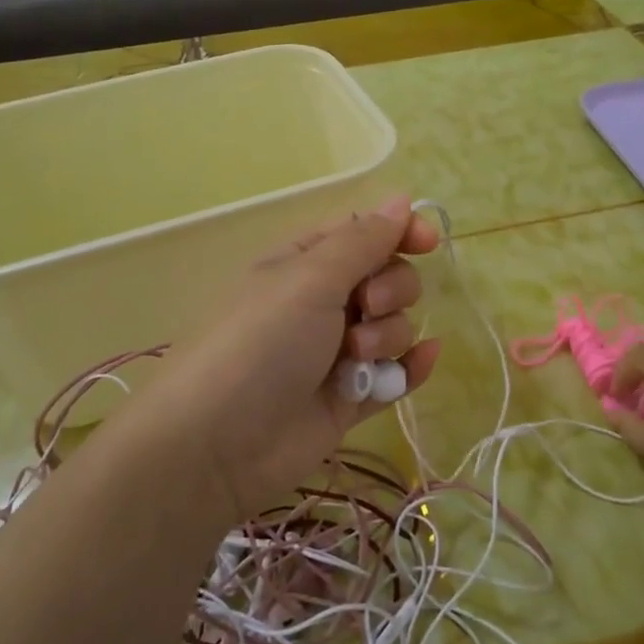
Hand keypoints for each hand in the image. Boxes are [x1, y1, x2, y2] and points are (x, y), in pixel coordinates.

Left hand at [120, 196, 441, 524]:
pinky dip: (409, 368)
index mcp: (304, 262)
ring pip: (393, 326)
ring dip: (386, 335)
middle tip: (365, 306)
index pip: (364, 233)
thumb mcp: (309, 278)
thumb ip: (362, 241)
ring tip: (355, 356)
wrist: (216, 444)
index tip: (427, 242)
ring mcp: (336, 352)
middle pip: (387, 277)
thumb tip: (400, 199)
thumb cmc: (260, 342)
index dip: (399, 231)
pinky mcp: (348, 397)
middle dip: (390, 288)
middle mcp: (322, 301)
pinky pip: (394, 374)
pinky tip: (422, 361)